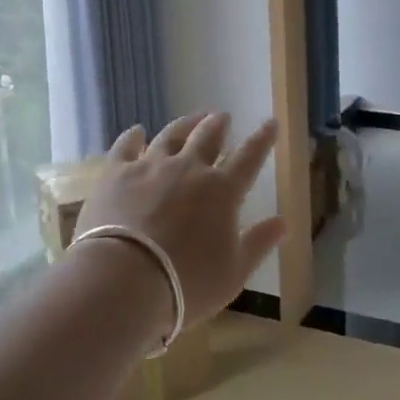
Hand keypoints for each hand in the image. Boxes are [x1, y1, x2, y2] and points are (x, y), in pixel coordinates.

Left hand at [74, 113, 284, 328]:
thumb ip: (258, 244)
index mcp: (222, 191)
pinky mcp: (116, 173)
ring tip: (191, 118)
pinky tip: (136, 131)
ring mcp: (150, 167)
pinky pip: (125, 146)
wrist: (124, 280)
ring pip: (171, 136)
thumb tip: (283, 222)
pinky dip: (133, 136)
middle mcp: (189, 169)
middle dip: (218, 124)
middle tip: (223, 116)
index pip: (249, 157)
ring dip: (184, 124)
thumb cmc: (186, 283)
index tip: (270, 123)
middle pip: (207, 137)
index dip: (262, 139)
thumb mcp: (233, 273)